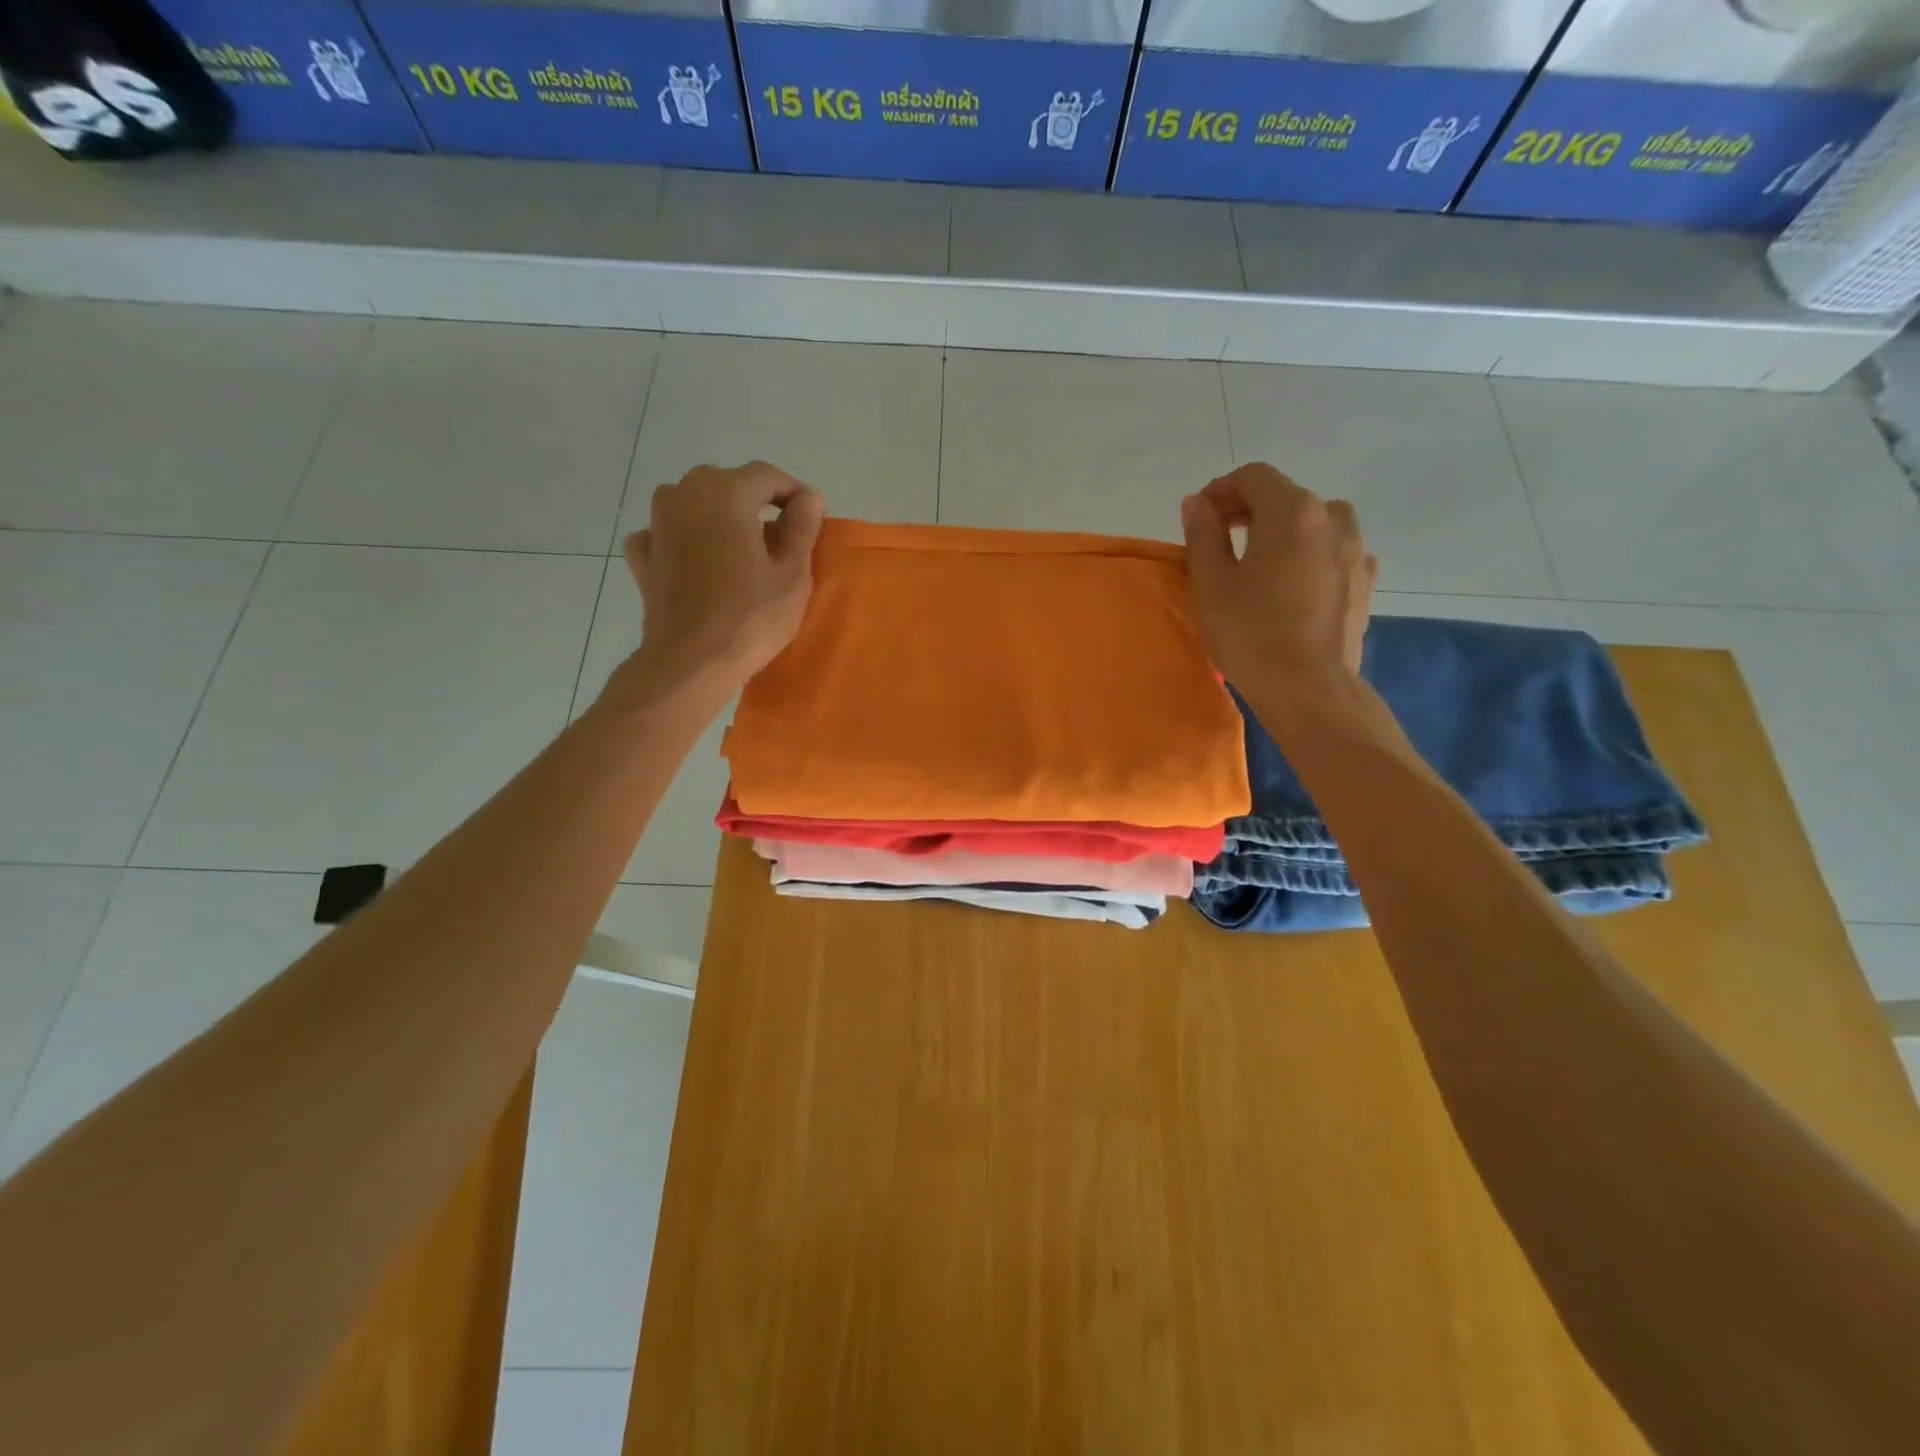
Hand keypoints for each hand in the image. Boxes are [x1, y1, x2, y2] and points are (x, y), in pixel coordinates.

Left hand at [612, 462, 824, 704]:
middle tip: (779, 539)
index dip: (795, 494)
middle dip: (755, 503)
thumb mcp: (793, 574)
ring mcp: (656, 523)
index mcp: (725, 492)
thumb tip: (808, 498)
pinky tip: (697, 560)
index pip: (768, 475)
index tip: (811, 520)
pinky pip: (667, 532)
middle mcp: (684, 494)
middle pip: (728, 484)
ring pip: (694, 503)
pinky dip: (684, 539)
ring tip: (740, 549)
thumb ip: (802, 528)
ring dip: (718, 517)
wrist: (690, 663)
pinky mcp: (643, 555)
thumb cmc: (750, 617)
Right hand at [1180, 463, 1377, 692]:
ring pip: (1317, 521)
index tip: (1199, 517)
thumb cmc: (1250, 632)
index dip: (1221, 490)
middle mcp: (1331, 519)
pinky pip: (1335, 552)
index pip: (1253, 477)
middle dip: (1250, 509)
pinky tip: (1295, 583)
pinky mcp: (1365, 583)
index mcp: (1292, 511)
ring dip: (1286, 529)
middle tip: (1220, 538)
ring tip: (1261, 560)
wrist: (1308, 688)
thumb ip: (1203, 534)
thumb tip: (1197, 503)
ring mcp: (1356, 551)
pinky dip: (1312, 554)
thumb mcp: (1211, 583)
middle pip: (1286, 496)